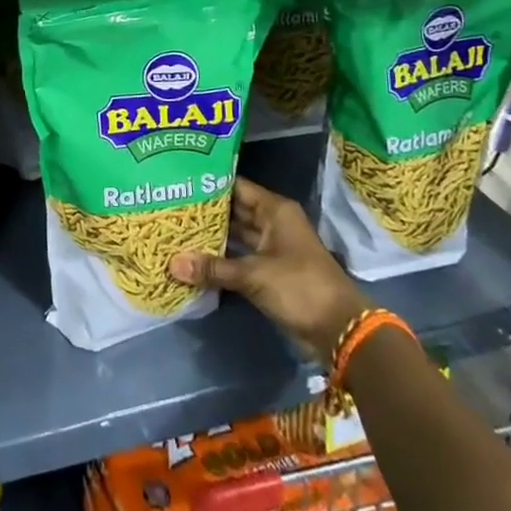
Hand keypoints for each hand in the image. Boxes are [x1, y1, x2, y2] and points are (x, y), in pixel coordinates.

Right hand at [170, 178, 369, 362]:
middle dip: (205, 211)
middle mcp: (272, 223)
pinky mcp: (269, 271)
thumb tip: (172, 263)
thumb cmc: (300, 287)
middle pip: (233, 210)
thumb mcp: (254, 275)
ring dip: (211, 236)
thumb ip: (213, 268)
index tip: (178, 180)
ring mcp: (271, 248)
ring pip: (235, 234)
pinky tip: (193, 257)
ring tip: (175, 228)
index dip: (209, 183)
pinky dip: (220, 258)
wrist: (340, 331)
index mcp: (275, 210)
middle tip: (170, 205)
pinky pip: (238, 257)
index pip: (235, 186)